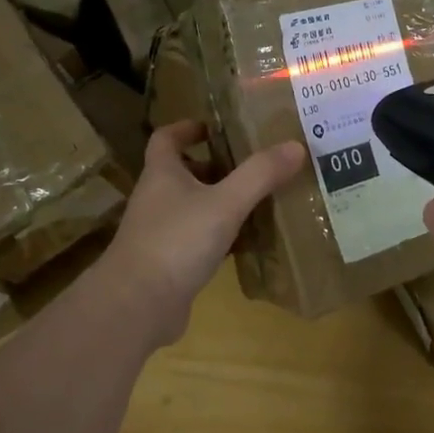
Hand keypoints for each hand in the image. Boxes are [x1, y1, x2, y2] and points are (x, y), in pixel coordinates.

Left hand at [100, 121, 305, 345]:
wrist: (138, 304)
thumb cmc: (177, 242)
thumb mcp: (225, 203)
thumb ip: (259, 175)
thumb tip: (295, 146)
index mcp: (162, 174)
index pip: (166, 138)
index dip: (187, 128)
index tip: (214, 128)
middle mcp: (156, 199)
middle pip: (183, 173)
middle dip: (215, 167)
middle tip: (252, 167)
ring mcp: (160, 233)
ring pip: (193, 208)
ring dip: (220, 203)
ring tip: (258, 202)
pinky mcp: (168, 263)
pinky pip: (197, 240)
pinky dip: (220, 238)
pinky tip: (245, 244)